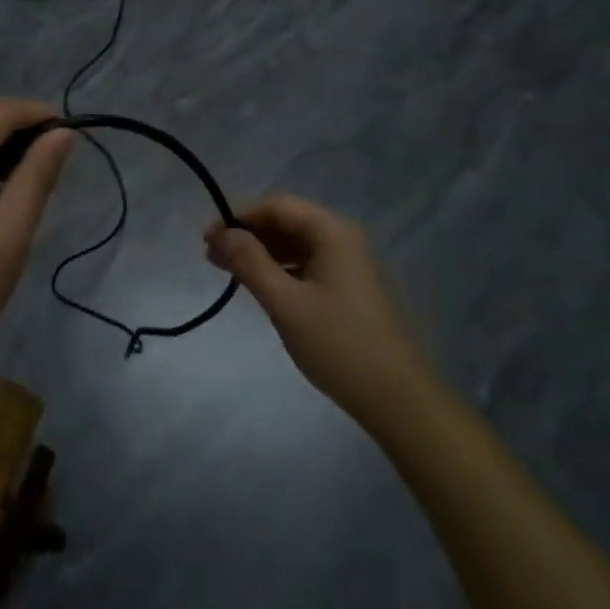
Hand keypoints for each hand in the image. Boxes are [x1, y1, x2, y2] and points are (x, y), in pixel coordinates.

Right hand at [206, 196, 437, 430]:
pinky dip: (283, 270)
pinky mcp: (353, 289)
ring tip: (231, 273)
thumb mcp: (287, 304)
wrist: (402, 402)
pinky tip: (264, 288)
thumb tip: (221, 234)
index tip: (207, 240)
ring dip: (263, 253)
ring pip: (298, 244)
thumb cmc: (341, 346)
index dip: (238, 217)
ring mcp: (352, 264)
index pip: (276, 206)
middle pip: (287, 222)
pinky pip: (310, 265)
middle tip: (213, 257)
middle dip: (248, 235)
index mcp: (332, 231)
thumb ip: (250, 263)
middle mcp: (344, 238)